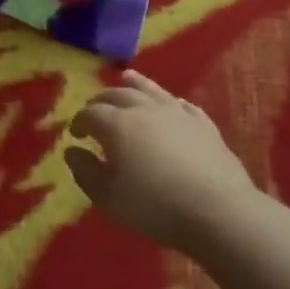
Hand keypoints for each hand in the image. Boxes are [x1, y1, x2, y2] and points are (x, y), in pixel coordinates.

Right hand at [65, 70, 258, 251]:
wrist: (217, 211)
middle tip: (93, 111)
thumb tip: (72, 151)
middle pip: (117, 95)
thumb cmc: (154, 206)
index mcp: (116, 125)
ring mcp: (177, 113)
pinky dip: (167, 101)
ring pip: (150, 89)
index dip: (79, 122)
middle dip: (101, 101)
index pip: (90, 114)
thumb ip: (85, 171)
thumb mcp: (107, 197)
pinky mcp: (203, 124)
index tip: (75, 135)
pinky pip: (181, 104)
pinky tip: (169, 104)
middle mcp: (144, 110)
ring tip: (125, 77)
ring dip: (134, 84)